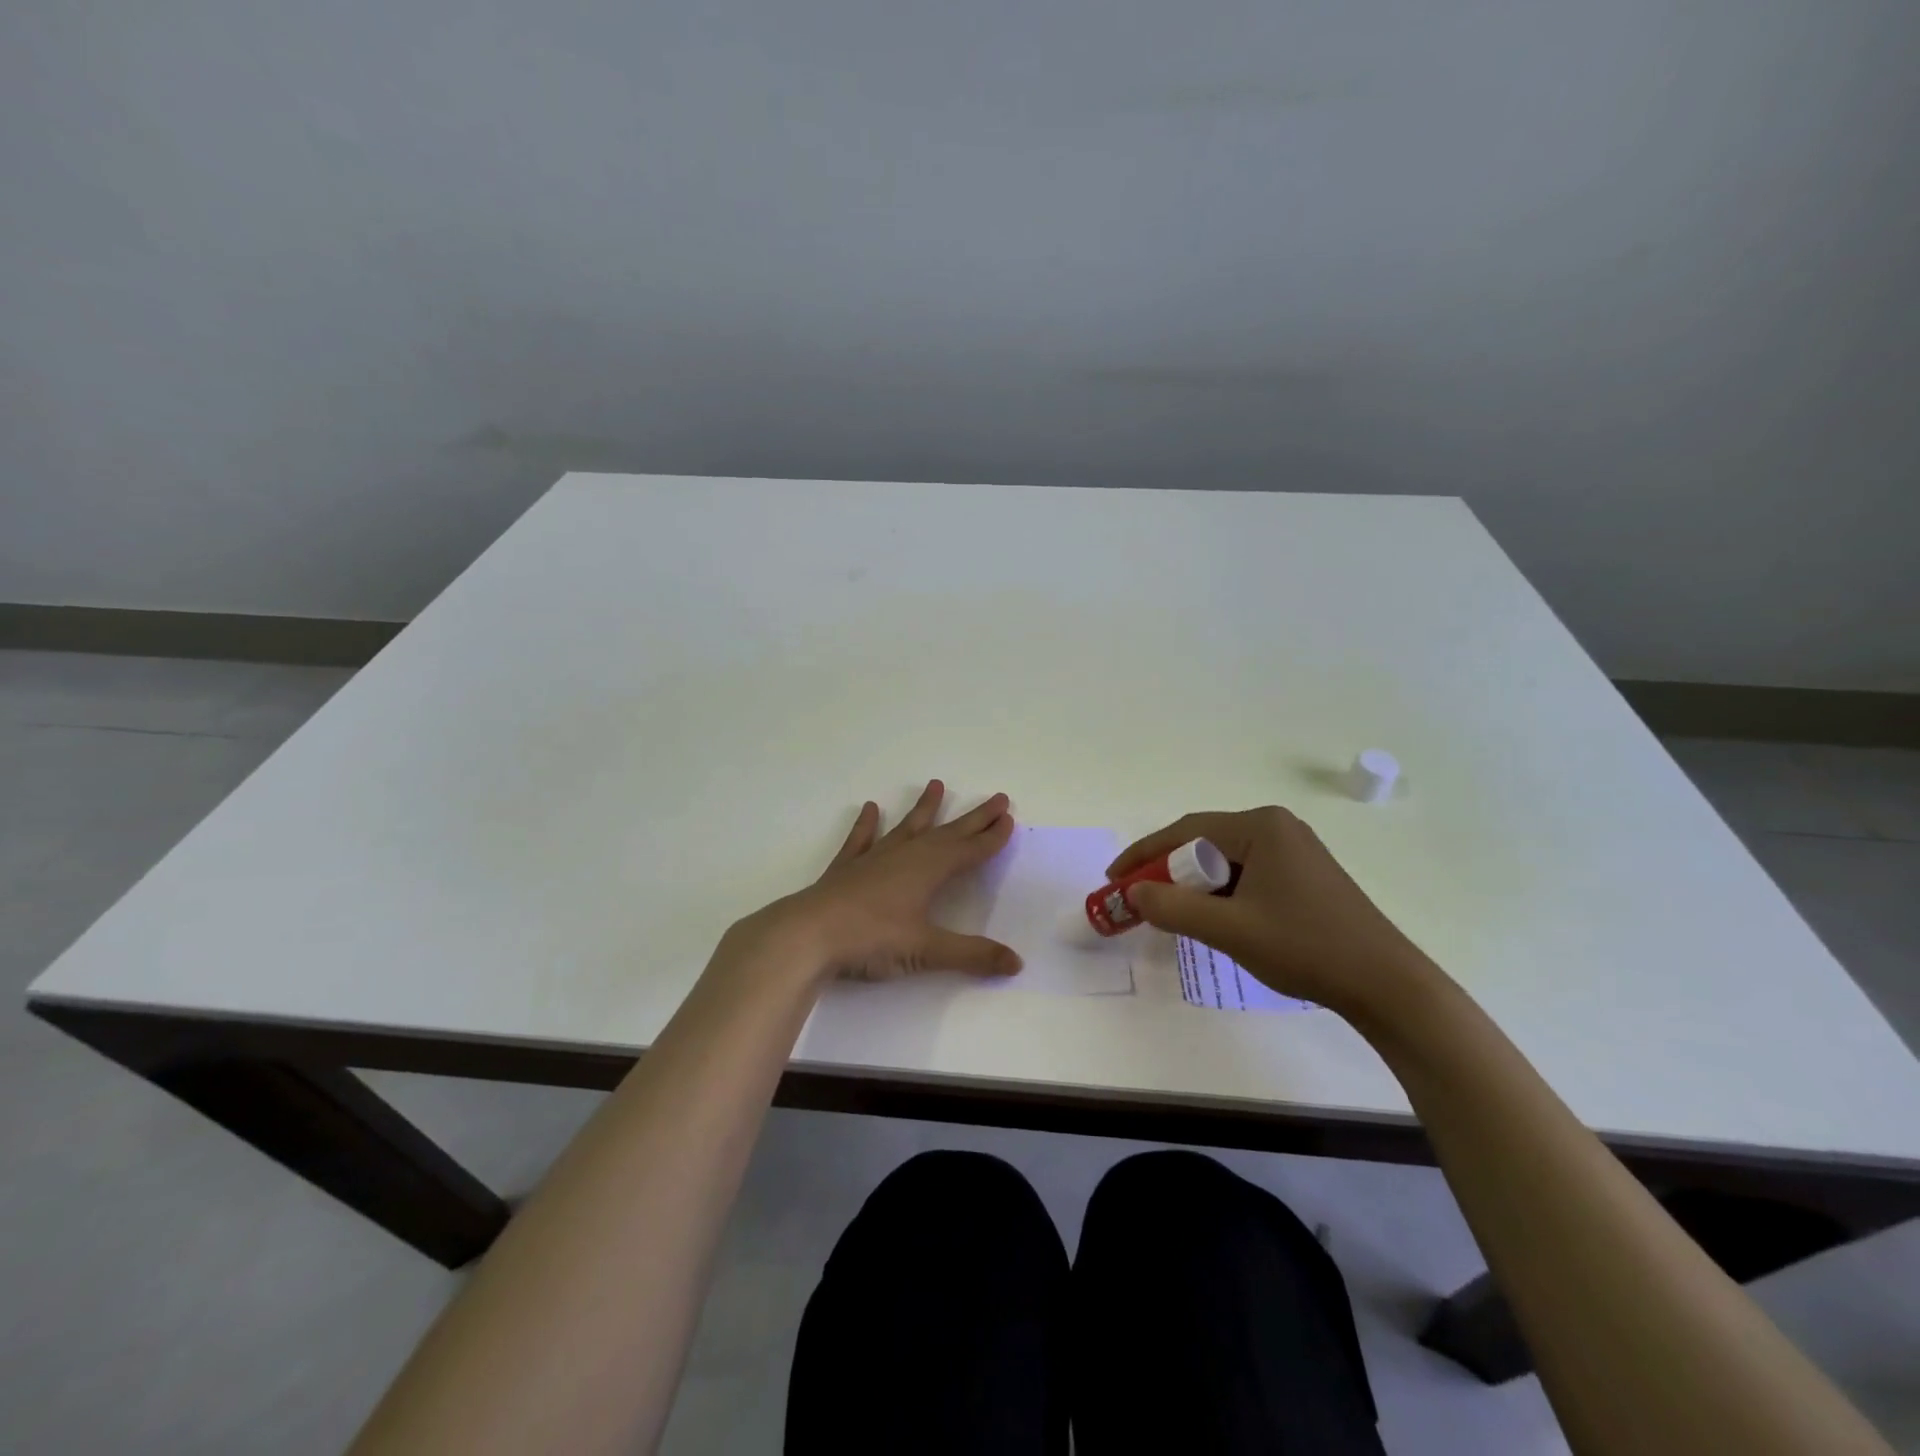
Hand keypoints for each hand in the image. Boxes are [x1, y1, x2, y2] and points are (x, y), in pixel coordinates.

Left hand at [733, 780, 1021, 983]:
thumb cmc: (871, 939)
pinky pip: (861, 839)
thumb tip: (1016, 963)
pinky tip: (871, 808)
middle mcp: (905, 855)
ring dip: (924, 809)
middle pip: (947, 832)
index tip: (1008, 818)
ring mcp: (874, 858)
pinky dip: (867, 825)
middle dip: (973, 818)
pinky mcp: (847, 868)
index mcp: (929, 870)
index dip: (991, 837)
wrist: (808, 934)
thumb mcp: (925, 950)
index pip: (969, 850)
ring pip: (907, 827)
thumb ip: (971, 955)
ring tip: (936, 785)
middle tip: (996, 798)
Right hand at [1109, 806, 1438, 1018]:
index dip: (1144, 854)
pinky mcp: (1305, 877)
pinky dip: (1222, 895)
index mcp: (1261, 827)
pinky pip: (1248, 875)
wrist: (1387, 986)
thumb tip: (1134, 893)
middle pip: (1205, 844)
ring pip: (1226, 862)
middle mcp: (1278, 828)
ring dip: (1195, 886)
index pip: (1186, 831)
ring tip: (1173, 914)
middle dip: (1169, 872)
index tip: (1114, 878)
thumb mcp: (1229, 928)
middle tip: (1141, 900)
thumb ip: (1173, 907)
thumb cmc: (1305, 947)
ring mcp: (1295, 851)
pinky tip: (1215, 919)